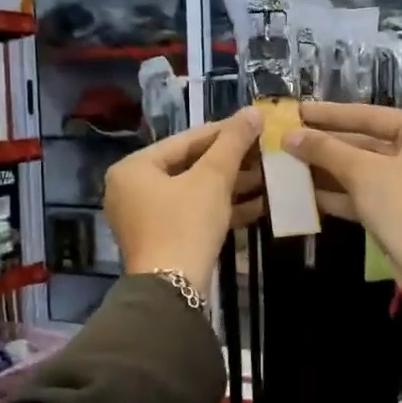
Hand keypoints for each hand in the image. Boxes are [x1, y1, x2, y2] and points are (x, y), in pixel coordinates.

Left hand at [105, 109, 262, 288]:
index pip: (186, 140)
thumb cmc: (186, 224)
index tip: (255, 125)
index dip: (224, 131)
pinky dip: (222, 208)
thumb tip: (253, 111)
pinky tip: (259, 204)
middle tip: (265, 151)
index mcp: (134, 168)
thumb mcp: (212, 179)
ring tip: (269, 176)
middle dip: (231, 162)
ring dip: (232, 185)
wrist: (173, 291)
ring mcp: (146, 217)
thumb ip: (233, 142)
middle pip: (190, 165)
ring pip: (195, 191)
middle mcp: (133, 189)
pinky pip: (194, 213)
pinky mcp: (163, 239)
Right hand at [285, 102, 401, 284]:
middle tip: (289, 138)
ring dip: (329, 169)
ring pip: (366, 170)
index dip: (329, 114)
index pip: (370, 115)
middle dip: (327, 145)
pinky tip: (305, 193)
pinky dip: (341, 193)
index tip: (297, 110)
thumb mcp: (363, 172)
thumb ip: (325, 150)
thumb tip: (289, 136)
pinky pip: (369, 194)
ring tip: (290, 163)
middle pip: (368, 142)